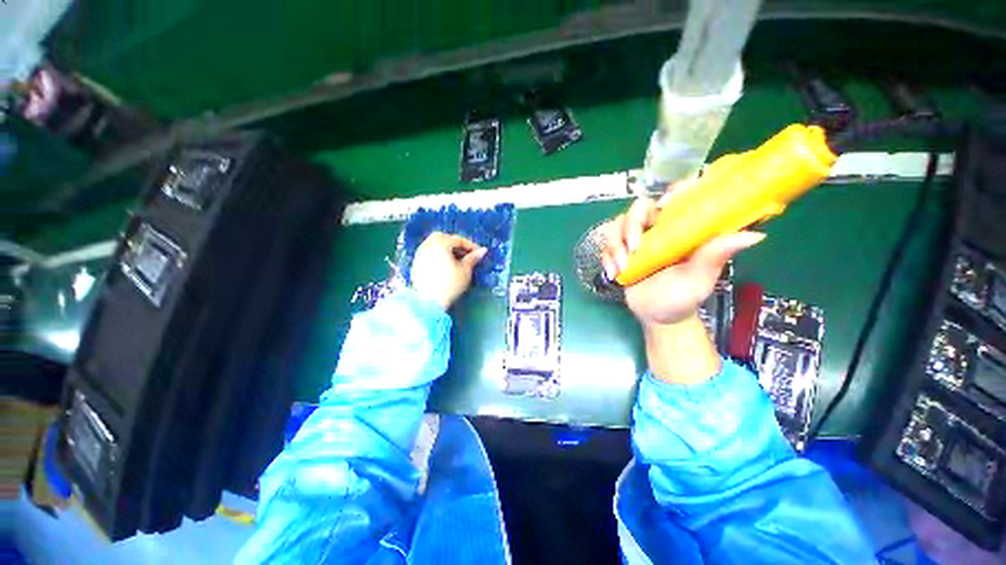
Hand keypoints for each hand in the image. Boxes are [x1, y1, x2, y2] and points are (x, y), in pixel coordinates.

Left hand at [411, 232, 487, 309]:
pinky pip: (428, 253)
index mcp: (440, 244)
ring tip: (456, 260)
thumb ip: (473, 258)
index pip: (458, 240)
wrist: (428, 302)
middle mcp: (427, 245)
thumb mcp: (465, 271)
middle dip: (455, 243)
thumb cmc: (450, 285)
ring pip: (433, 244)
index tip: (479, 253)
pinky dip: (438, 255)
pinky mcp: (416, 264)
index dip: (471, 245)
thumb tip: (483, 251)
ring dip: (446, 248)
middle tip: (466, 253)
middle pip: (443, 237)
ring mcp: (419, 254)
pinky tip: (445, 266)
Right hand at [601, 189, 764, 327]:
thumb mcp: (701, 277)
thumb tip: (755, 235)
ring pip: (618, 226)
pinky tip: (613, 274)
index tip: (666, 204)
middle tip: (634, 247)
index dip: (671, 193)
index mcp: (680, 229)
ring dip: (615, 245)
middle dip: (631, 225)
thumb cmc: (684, 296)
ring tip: (621, 267)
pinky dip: (606, 258)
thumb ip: (716, 255)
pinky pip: (607, 246)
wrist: (659, 316)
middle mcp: (657, 230)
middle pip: (638, 209)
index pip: (677, 198)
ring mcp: (636, 241)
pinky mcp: (620, 253)